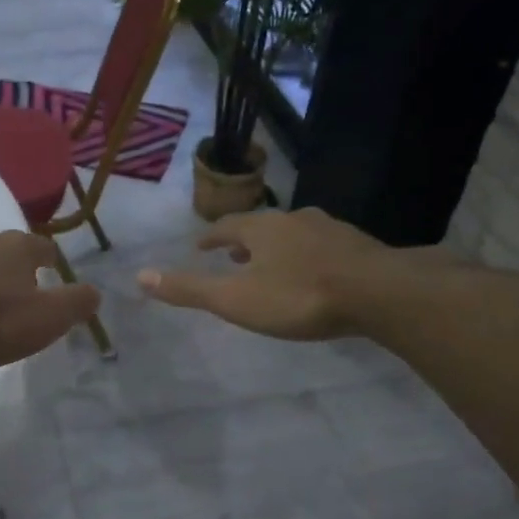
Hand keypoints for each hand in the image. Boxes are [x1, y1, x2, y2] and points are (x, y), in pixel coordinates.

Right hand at [138, 208, 447, 340]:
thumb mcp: (235, 299)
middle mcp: (294, 219)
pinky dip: (310, 256)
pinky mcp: (359, 246)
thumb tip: (140, 275)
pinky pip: (324, 247)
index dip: (210, 238)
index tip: (200, 246)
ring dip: (279, 247)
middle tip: (234, 255)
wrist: (378, 292)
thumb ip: (190, 289)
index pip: (226, 227)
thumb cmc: (298, 296)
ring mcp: (330, 230)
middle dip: (245, 241)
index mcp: (261, 229)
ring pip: (295, 234)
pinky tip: (317, 272)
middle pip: (262, 227)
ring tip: (274, 263)